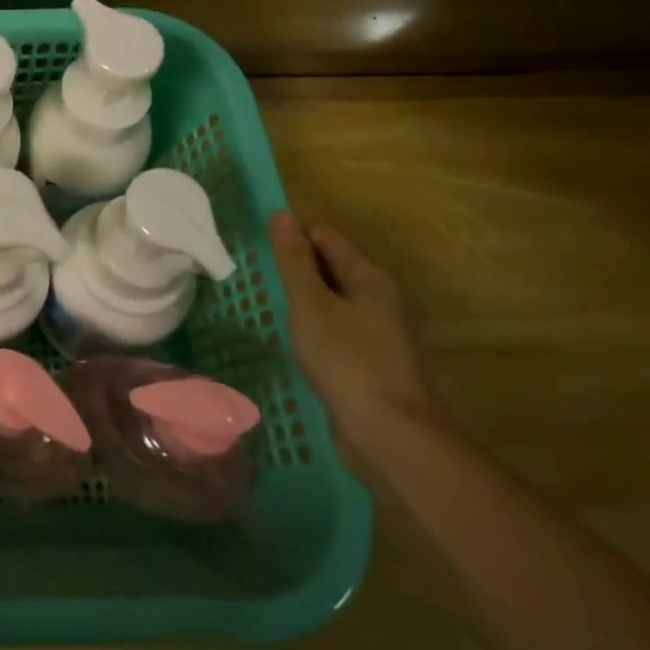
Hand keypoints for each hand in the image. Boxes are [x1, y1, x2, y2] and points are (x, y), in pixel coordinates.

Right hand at [269, 211, 441, 454]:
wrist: (390, 435)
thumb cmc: (347, 360)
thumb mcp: (310, 304)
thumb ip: (293, 260)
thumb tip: (281, 214)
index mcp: (370, 278)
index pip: (326, 237)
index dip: (293, 236)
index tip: (260, 248)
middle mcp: (379, 299)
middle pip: (331, 267)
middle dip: (297, 267)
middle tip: (259, 276)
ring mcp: (378, 333)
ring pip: (332, 301)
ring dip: (304, 300)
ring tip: (270, 306)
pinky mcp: (371, 362)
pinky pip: (336, 330)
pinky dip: (314, 327)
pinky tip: (294, 340)